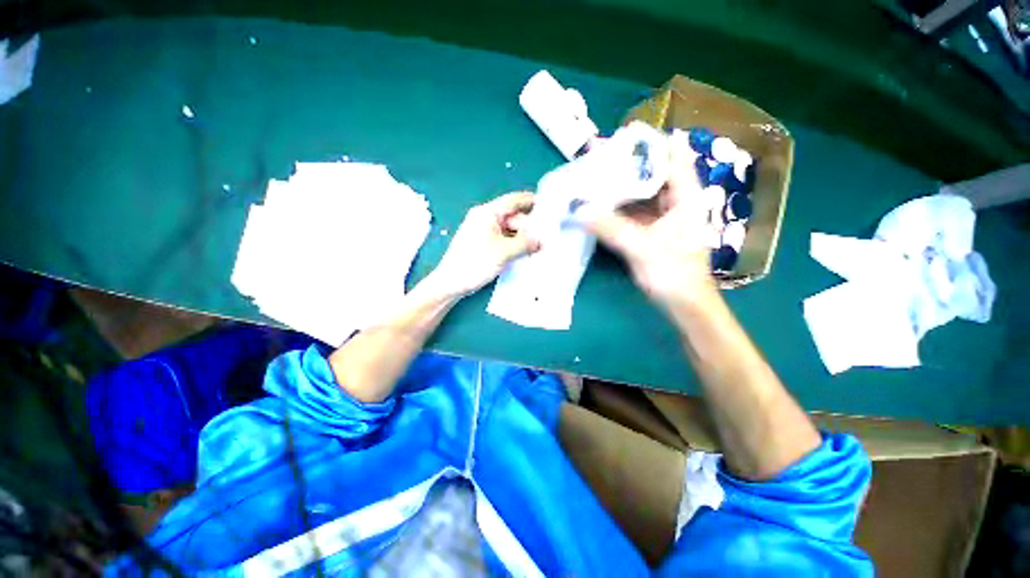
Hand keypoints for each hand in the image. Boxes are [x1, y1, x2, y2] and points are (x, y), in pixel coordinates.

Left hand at [428, 192, 541, 296]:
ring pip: (511, 231)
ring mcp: (486, 233)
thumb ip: (525, 243)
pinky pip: (506, 241)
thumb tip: (542, 239)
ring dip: (524, 239)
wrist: (452, 283)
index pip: (513, 201)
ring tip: (542, 247)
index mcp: (487, 213)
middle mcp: (486, 220)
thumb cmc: (475, 262)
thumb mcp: (503, 251)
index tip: (549, 206)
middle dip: (531, 228)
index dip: (531, 201)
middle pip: (514, 218)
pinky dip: (516, 246)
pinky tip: (528, 253)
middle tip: (548, 238)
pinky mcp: (486, 246)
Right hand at [582, 139, 715, 307]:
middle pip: (650, 172)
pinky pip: (631, 211)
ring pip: (638, 192)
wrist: (683, 305)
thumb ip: (611, 228)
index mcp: (685, 196)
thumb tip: (580, 210)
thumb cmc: (673, 274)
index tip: (621, 135)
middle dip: (624, 163)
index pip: (671, 156)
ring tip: (592, 175)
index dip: (648, 142)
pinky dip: (615, 206)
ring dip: (617, 185)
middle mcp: (674, 201)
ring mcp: (661, 216)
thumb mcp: (642, 248)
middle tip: (596, 155)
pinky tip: (598, 203)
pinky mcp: (649, 231)